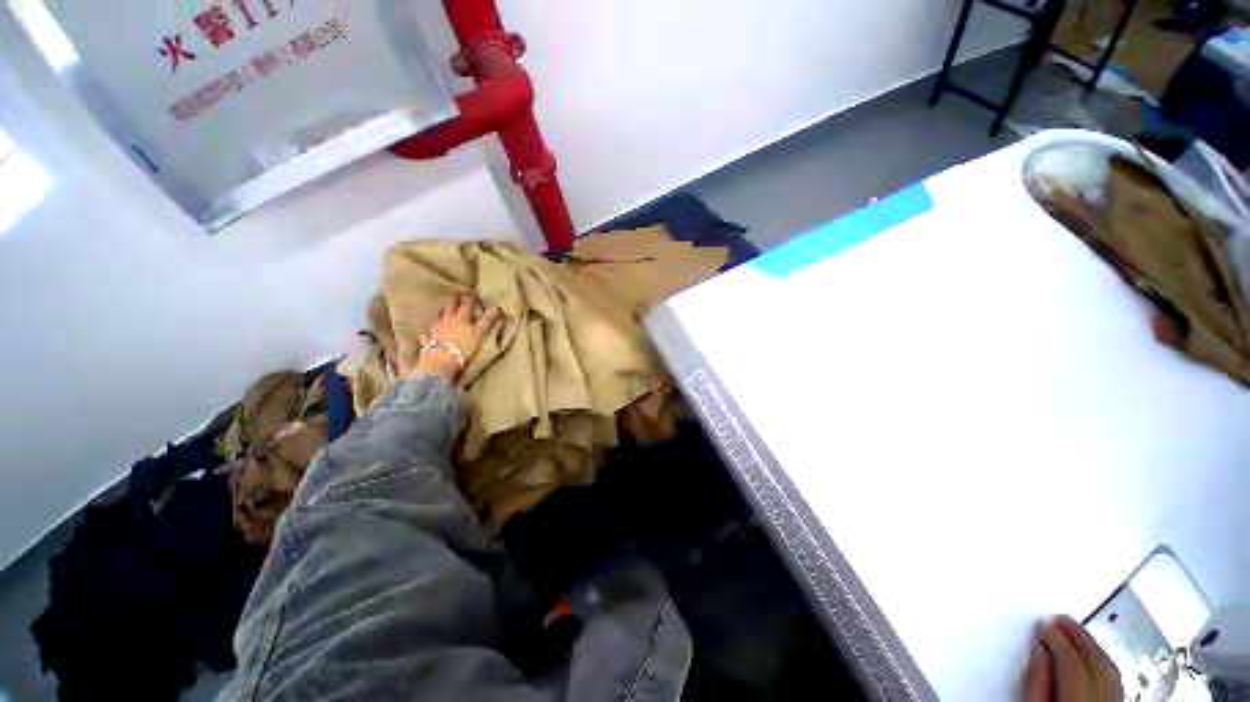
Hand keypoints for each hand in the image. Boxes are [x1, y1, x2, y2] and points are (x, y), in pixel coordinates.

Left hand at [400, 296, 501, 381]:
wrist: (441, 361)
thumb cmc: (464, 347)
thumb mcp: (480, 334)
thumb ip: (487, 321)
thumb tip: (497, 307)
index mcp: (461, 318)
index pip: (466, 305)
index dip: (470, 299)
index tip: (472, 294)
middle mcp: (446, 320)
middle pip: (449, 308)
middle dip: (453, 301)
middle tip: (455, 295)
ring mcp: (435, 330)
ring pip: (437, 318)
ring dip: (440, 314)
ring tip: (441, 311)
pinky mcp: (427, 341)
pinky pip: (426, 333)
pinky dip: (428, 331)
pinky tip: (427, 331)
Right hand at [1025, 616, 1121, 701]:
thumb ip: (1037, 682)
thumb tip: (1037, 650)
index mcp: (1078, 699)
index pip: (1071, 661)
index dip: (1056, 639)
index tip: (1043, 625)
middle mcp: (1101, 699)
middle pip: (1094, 660)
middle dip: (1076, 635)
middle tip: (1058, 618)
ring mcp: (1114, 700)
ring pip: (1108, 667)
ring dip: (1090, 644)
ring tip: (1073, 629)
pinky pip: (1115, 677)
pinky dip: (1103, 660)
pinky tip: (1093, 653)